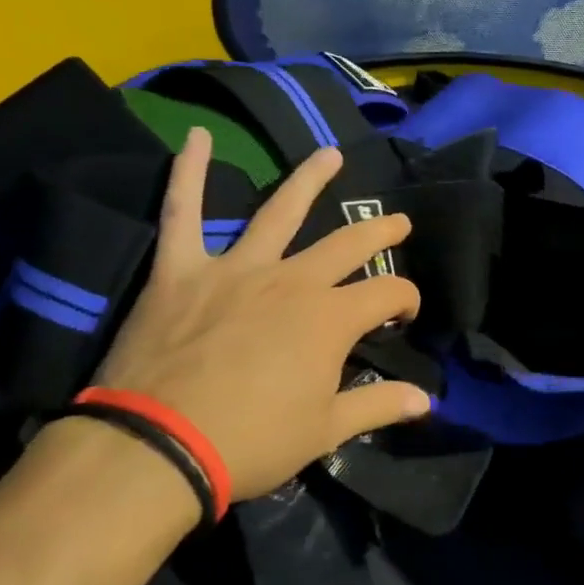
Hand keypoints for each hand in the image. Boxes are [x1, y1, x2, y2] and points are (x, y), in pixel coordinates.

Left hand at [92, 129, 429, 499]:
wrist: (157, 446)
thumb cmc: (250, 441)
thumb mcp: (325, 431)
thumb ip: (378, 405)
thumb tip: (426, 401)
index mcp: (329, 318)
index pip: (388, 292)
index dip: (406, 300)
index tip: (403, 316)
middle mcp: (291, 280)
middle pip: (347, 243)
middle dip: (379, 231)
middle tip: (398, 220)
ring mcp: (236, 269)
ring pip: (279, 211)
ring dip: (308, 180)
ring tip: (329, 155)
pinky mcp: (182, 270)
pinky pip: (183, 212)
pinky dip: (188, 173)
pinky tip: (195, 138)